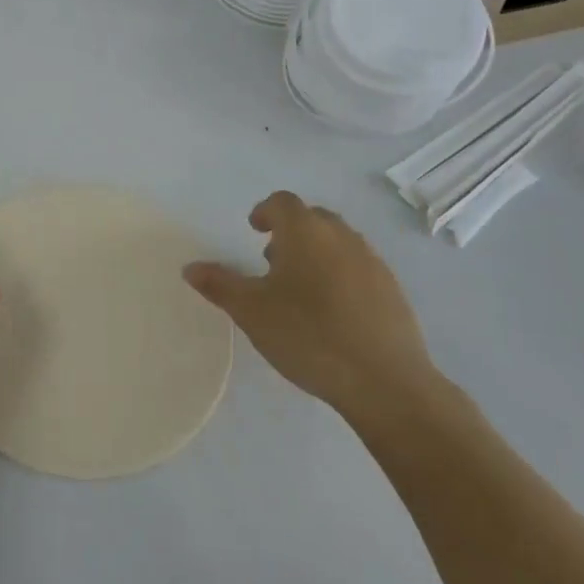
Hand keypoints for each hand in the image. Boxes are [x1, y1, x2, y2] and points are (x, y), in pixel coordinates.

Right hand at [184, 192, 433, 416]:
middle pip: (313, 218)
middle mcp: (342, 237)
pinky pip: (359, 268)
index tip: (254, 230)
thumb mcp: (251, 311)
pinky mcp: (393, 290)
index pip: (283, 202)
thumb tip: (191, 267)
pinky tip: (331, 312)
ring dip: (316, 252)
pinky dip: (340, 275)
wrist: (384, 380)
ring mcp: (373, 262)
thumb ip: (219, 285)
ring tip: (300, 289)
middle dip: (291, 231)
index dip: (265, 211)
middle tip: (272, 261)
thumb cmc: (308, 335)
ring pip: (338, 243)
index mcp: (305, 232)